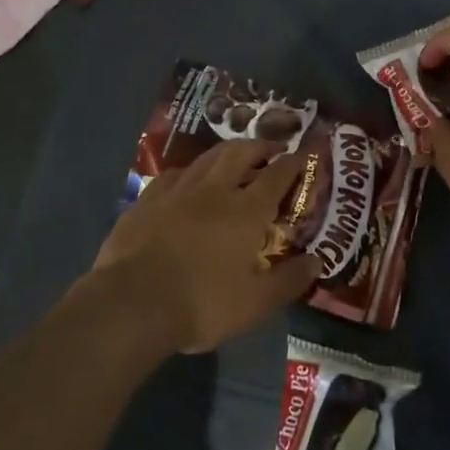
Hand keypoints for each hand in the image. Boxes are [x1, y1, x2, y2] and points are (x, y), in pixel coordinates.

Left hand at [92, 139, 319, 353]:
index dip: (294, 162)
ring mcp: (176, 192)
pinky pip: (174, 174)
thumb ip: (289, 280)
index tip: (305, 153)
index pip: (277, 176)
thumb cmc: (202, 303)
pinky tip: (187, 180)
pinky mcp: (145, 201)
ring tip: (235, 156)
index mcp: (246, 211)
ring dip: (226, 152)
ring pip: (205, 158)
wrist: (132, 303)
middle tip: (271, 148)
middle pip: (239, 153)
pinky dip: (190, 171)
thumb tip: (317, 261)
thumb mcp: (255, 303)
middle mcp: (213, 191)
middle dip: (259, 146)